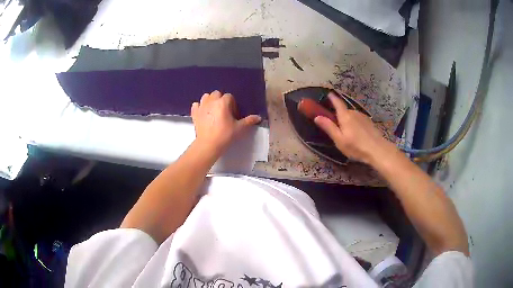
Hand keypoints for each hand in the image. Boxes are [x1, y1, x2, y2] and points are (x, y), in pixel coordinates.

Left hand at [191, 91, 260, 153]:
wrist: (208, 145)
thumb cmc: (225, 135)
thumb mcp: (239, 128)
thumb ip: (249, 121)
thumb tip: (258, 117)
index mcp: (223, 102)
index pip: (229, 97)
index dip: (232, 104)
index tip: (233, 115)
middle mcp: (211, 101)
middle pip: (217, 94)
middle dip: (221, 100)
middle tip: (224, 112)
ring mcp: (201, 106)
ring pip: (206, 96)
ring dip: (210, 100)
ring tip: (214, 110)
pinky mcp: (194, 113)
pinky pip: (196, 104)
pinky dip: (199, 106)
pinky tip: (203, 113)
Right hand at [314, 93, 397, 164]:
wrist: (378, 150)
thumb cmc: (356, 146)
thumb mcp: (339, 139)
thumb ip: (329, 127)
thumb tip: (317, 116)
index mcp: (345, 116)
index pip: (337, 103)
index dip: (332, 98)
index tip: (329, 93)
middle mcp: (354, 113)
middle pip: (345, 110)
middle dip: (339, 114)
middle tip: (336, 124)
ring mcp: (363, 117)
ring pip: (352, 116)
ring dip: (348, 120)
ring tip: (347, 131)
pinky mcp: (369, 123)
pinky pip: (358, 120)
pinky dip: (355, 123)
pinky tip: (357, 133)